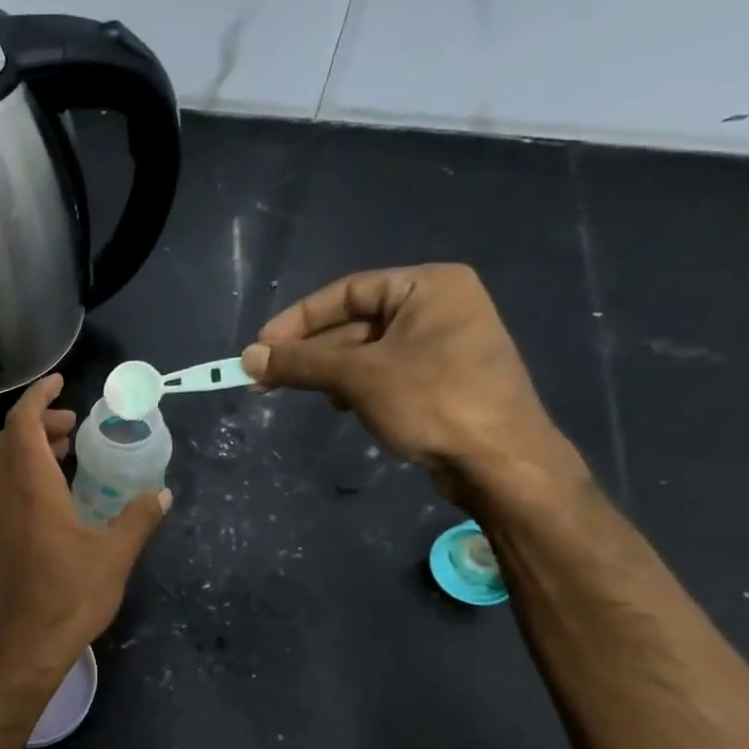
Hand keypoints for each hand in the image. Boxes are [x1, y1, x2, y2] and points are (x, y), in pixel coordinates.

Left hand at [0, 375, 170, 675]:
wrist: (24, 647)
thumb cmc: (69, 597)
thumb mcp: (114, 556)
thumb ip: (139, 519)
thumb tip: (164, 494)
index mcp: (32, 490)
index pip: (22, 425)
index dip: (38, 397)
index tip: (61, 383)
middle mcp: (7, 497)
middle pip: (11, 441)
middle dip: (40, 421)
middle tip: (76, 423)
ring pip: (7, 465)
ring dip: (33, 448)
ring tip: (71, 451)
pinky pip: (8, 489)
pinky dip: (29, 473)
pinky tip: (60, 494)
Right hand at [241, 263, 582, 503]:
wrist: (501, 462)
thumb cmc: (433, 402)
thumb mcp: (358, 377)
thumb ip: (301, 363)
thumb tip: (247, 358)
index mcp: (429, 286)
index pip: (346, 292)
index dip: (297, 320)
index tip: (260, 347)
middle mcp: (439, 306)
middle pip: (354, 321)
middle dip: (311, 352)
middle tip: (265, 377)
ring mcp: (444, 343)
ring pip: (366, 350)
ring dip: (330, 372)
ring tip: (303, 394)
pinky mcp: (442, 378)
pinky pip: (385, 371)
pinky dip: (356, 386)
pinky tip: (342, 406)